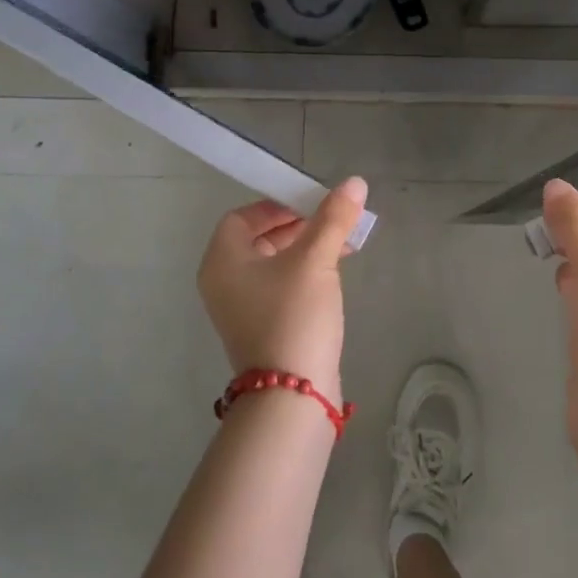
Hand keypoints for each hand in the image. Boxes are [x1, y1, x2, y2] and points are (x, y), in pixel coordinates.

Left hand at [197, 178, 368, 403]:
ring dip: (305, 249)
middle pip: (258, 238)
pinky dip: (303, 274)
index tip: (311, 204)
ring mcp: (240, 309)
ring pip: (272, 263)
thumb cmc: (294, 315)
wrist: (292, 396)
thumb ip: (334, 217)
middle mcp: (224, 282)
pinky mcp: (261, 329)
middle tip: (332, 223)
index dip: (277, 204)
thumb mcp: (316, 259)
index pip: (243, 216)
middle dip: (298, 226)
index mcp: (223, 260)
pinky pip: (279, 287)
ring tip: (342, 246)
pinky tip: (333, 276)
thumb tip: (355, 181)